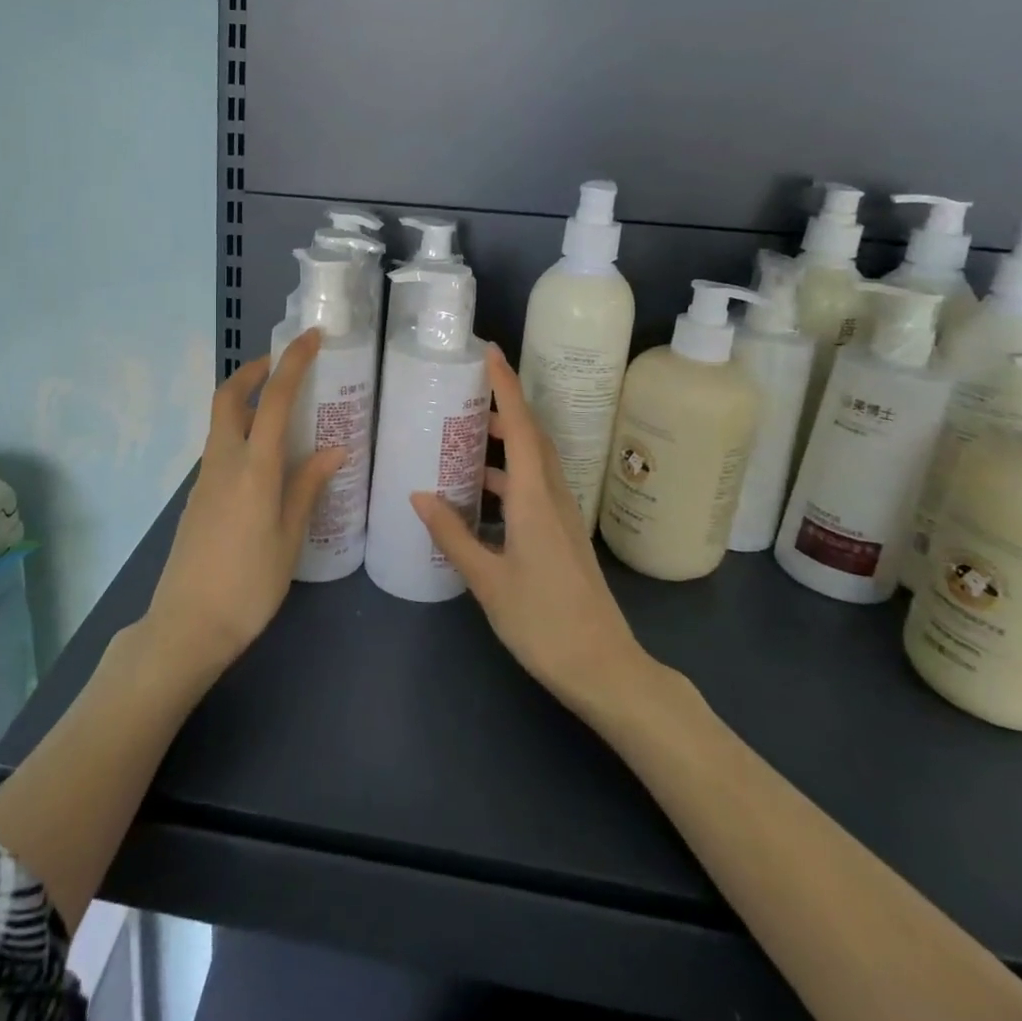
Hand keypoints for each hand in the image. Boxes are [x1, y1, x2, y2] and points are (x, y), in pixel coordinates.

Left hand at [144, 330, 344, 676]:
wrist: (186, 626)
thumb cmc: (248, 585)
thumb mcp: (289, 538)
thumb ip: (307, 488)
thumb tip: (333, 451)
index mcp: (253, 468)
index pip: (273, 400)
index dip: (292, 363)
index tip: (311, 338)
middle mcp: (224, 462)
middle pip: (228, 397)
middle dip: (252, 371)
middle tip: (282, 366)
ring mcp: (205, 478)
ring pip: (222, 423)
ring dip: (247, 403)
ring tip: (284, 414)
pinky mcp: (198, 497)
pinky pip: (221, 449)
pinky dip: (242, 434)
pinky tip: (267, 460)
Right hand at [411, 345, 646, 716]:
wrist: (603, 667)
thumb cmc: (543, 621)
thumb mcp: (488, 581)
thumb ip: (452, 535)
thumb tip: (418, 495)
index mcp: (535, 498)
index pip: (522, 427)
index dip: (507, 387)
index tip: (490, 353)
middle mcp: (553, 496)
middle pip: (533, 436)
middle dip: (505, 406)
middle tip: (468, 392)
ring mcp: (562, 516)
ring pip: (536, 461)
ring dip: (508, 441)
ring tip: (468, 436)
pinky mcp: (562, 534)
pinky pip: (535, 485)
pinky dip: (509, 474)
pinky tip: (482, 492)